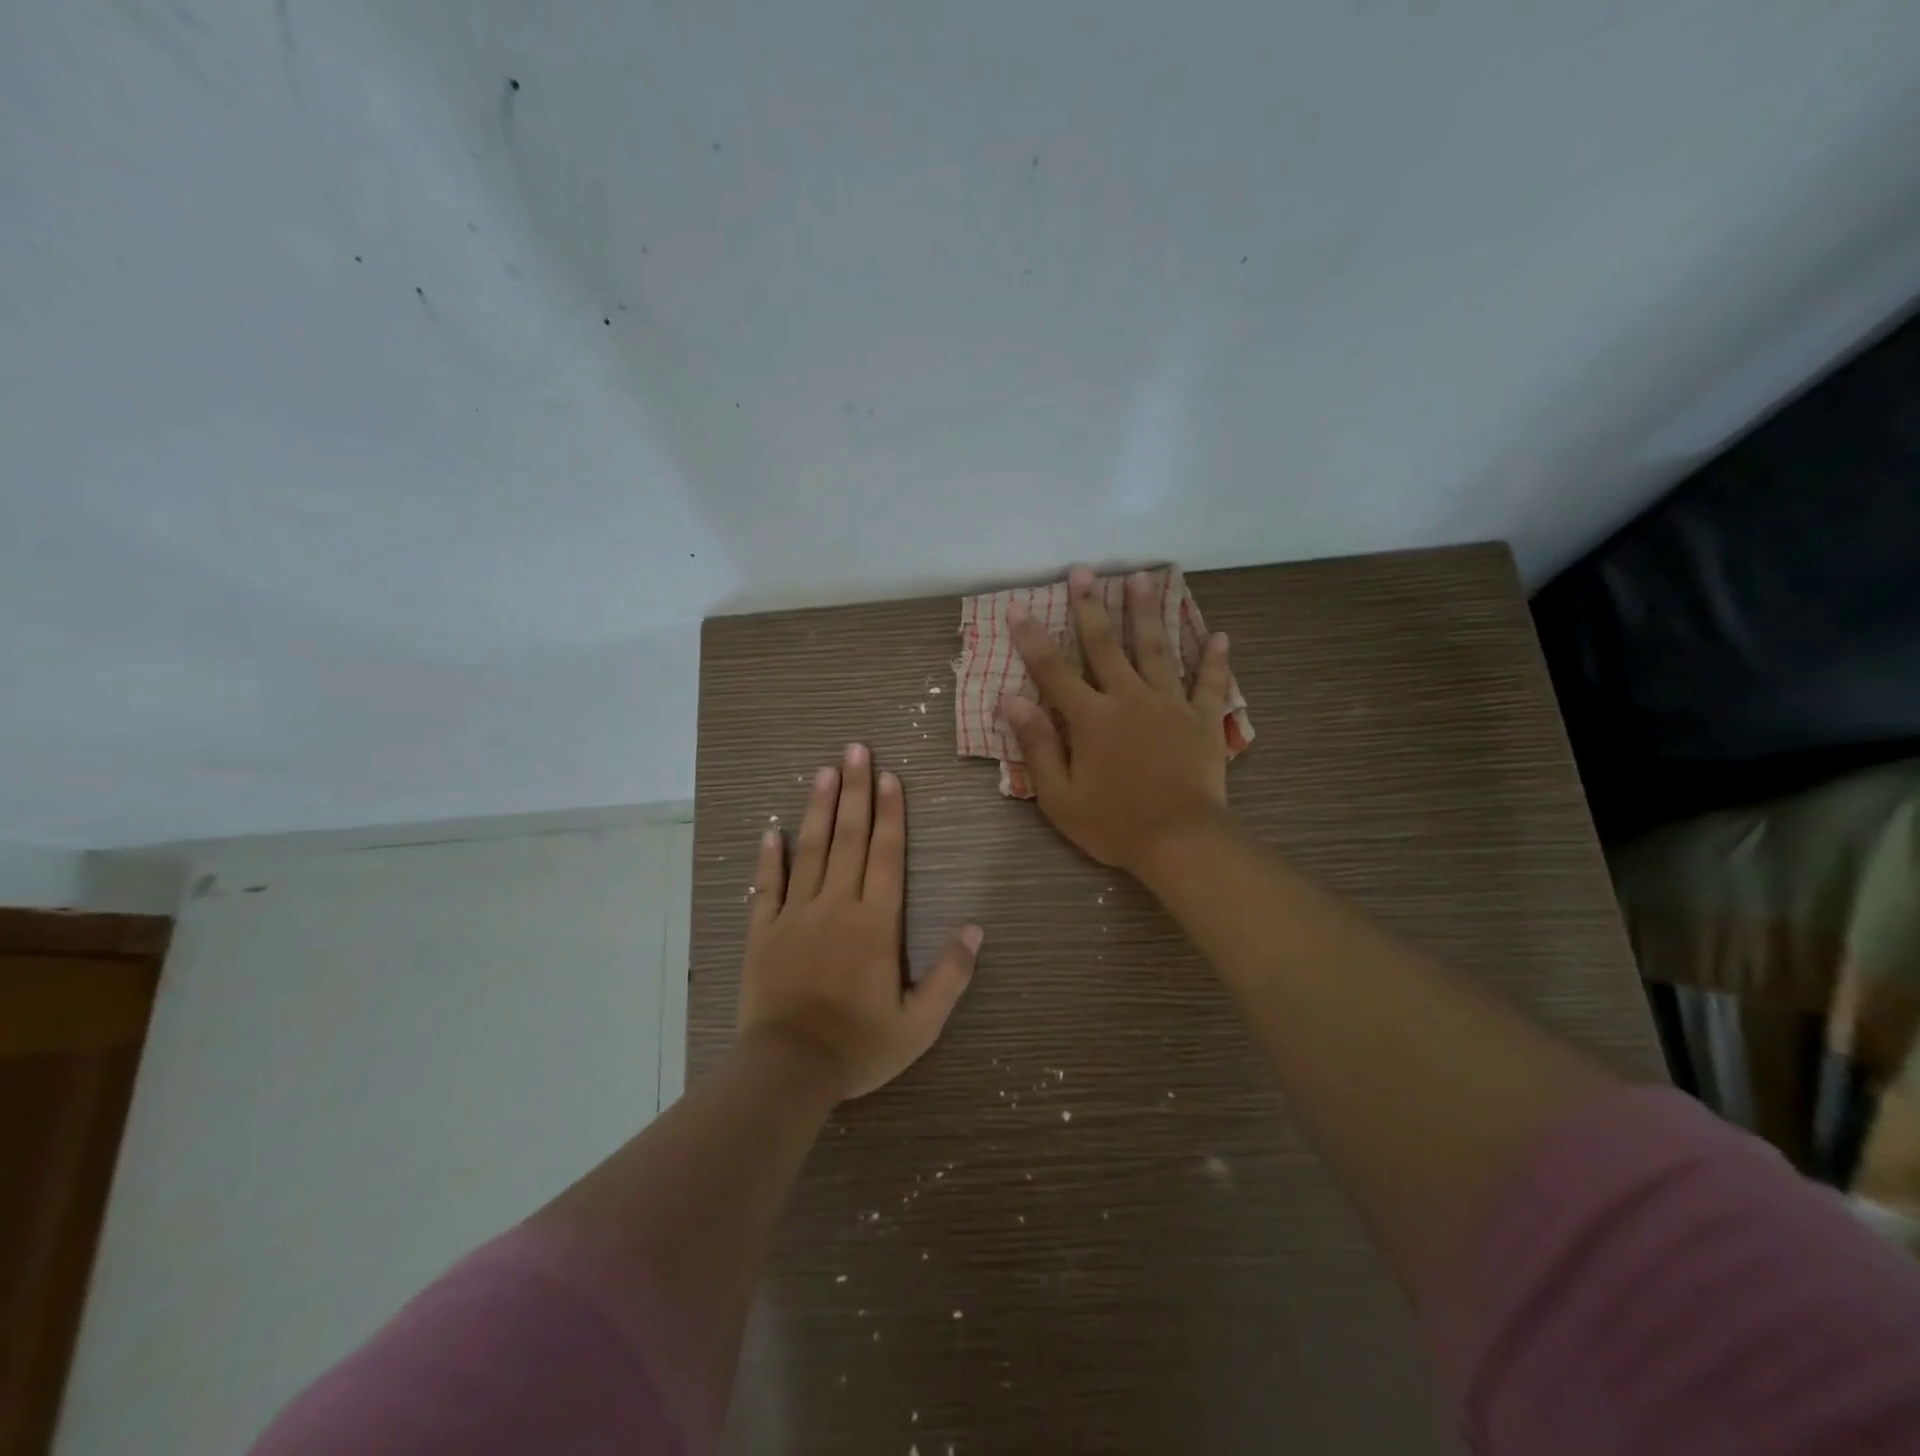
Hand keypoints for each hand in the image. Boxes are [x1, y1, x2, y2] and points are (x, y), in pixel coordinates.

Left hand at [738, 743, 983, 1100]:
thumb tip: (975, 928)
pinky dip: (769, 857)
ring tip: (824, 772)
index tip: (890, 776)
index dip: (890, 813)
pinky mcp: (762, 931)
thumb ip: (950, 975)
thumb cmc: (859, 1046)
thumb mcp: (919, 1023)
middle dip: (855, 791)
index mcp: (875, 923)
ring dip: (818, 809)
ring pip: (810, 850)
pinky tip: (772, 830)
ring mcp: (795, 915)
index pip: (886, 855)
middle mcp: (836, 906)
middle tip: (856, 750)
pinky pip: (766, 886)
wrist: (788, 1070)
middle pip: (849, 838)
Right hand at [1004, 565, 1234, 874]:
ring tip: (1144, 578)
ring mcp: (1170, 706)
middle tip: (1084, 571)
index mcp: (1092, 718)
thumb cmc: (1115, 824)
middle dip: (1091, 606)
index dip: (1032, 638)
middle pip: (1106, 645)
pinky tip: (1219, 636)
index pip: (1054, 670)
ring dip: (1148, 612)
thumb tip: (1011, 702)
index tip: (1018, 607)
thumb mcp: (1060, 796)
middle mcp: (1130, 699)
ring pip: (1157, 650)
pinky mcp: (1203, 720)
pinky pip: (1209, 684)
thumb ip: (1037, 746)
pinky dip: (1214, 660)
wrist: (1181, 842)